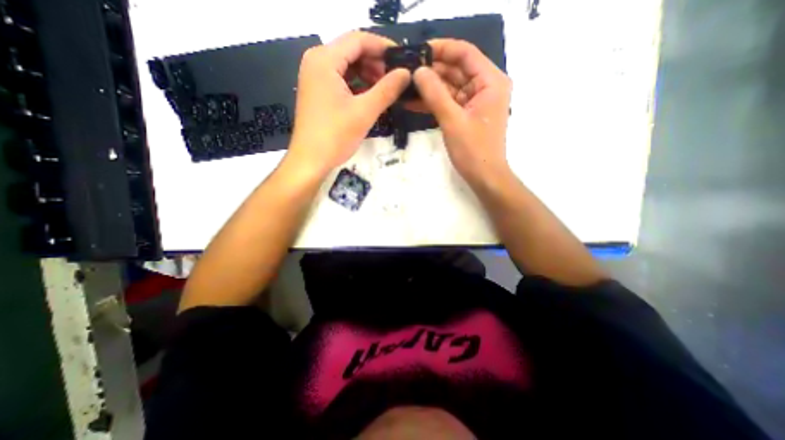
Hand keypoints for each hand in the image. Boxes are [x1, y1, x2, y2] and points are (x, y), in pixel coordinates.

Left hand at [287, 31, 410, 174]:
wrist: (310, 160)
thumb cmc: (335, 136)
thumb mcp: (364, 112)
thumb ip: (387, 89)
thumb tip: (406, 73)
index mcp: (324, 60)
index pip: (358, 40)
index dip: (383, 47)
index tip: (403, 59)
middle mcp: (317, 62)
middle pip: (352, 51)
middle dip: (376, 63)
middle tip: (397, 78)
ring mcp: (315, 77)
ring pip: (348, 67)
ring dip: (368, 75)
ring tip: (387, 90)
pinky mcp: (318, 92)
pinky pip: (342, 80)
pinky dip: (358, 85)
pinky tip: (371, 97)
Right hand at [411, 37, 515, 184]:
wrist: (484, 177)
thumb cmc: (473, 150)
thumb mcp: (452, 121)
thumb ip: (435, 94)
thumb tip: (417, 71)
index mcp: (490, 81)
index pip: (464, 53)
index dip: (441, 49)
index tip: (417, 51)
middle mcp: (485, 87)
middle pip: (456, 70)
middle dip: (431, 70)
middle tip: (405, 71)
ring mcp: (475, 102)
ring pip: (449, 87)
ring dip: (429, 88)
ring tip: (405, 86)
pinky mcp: (466, 115)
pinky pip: (448, 102)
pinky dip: (433, 102)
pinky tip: (413, 102)